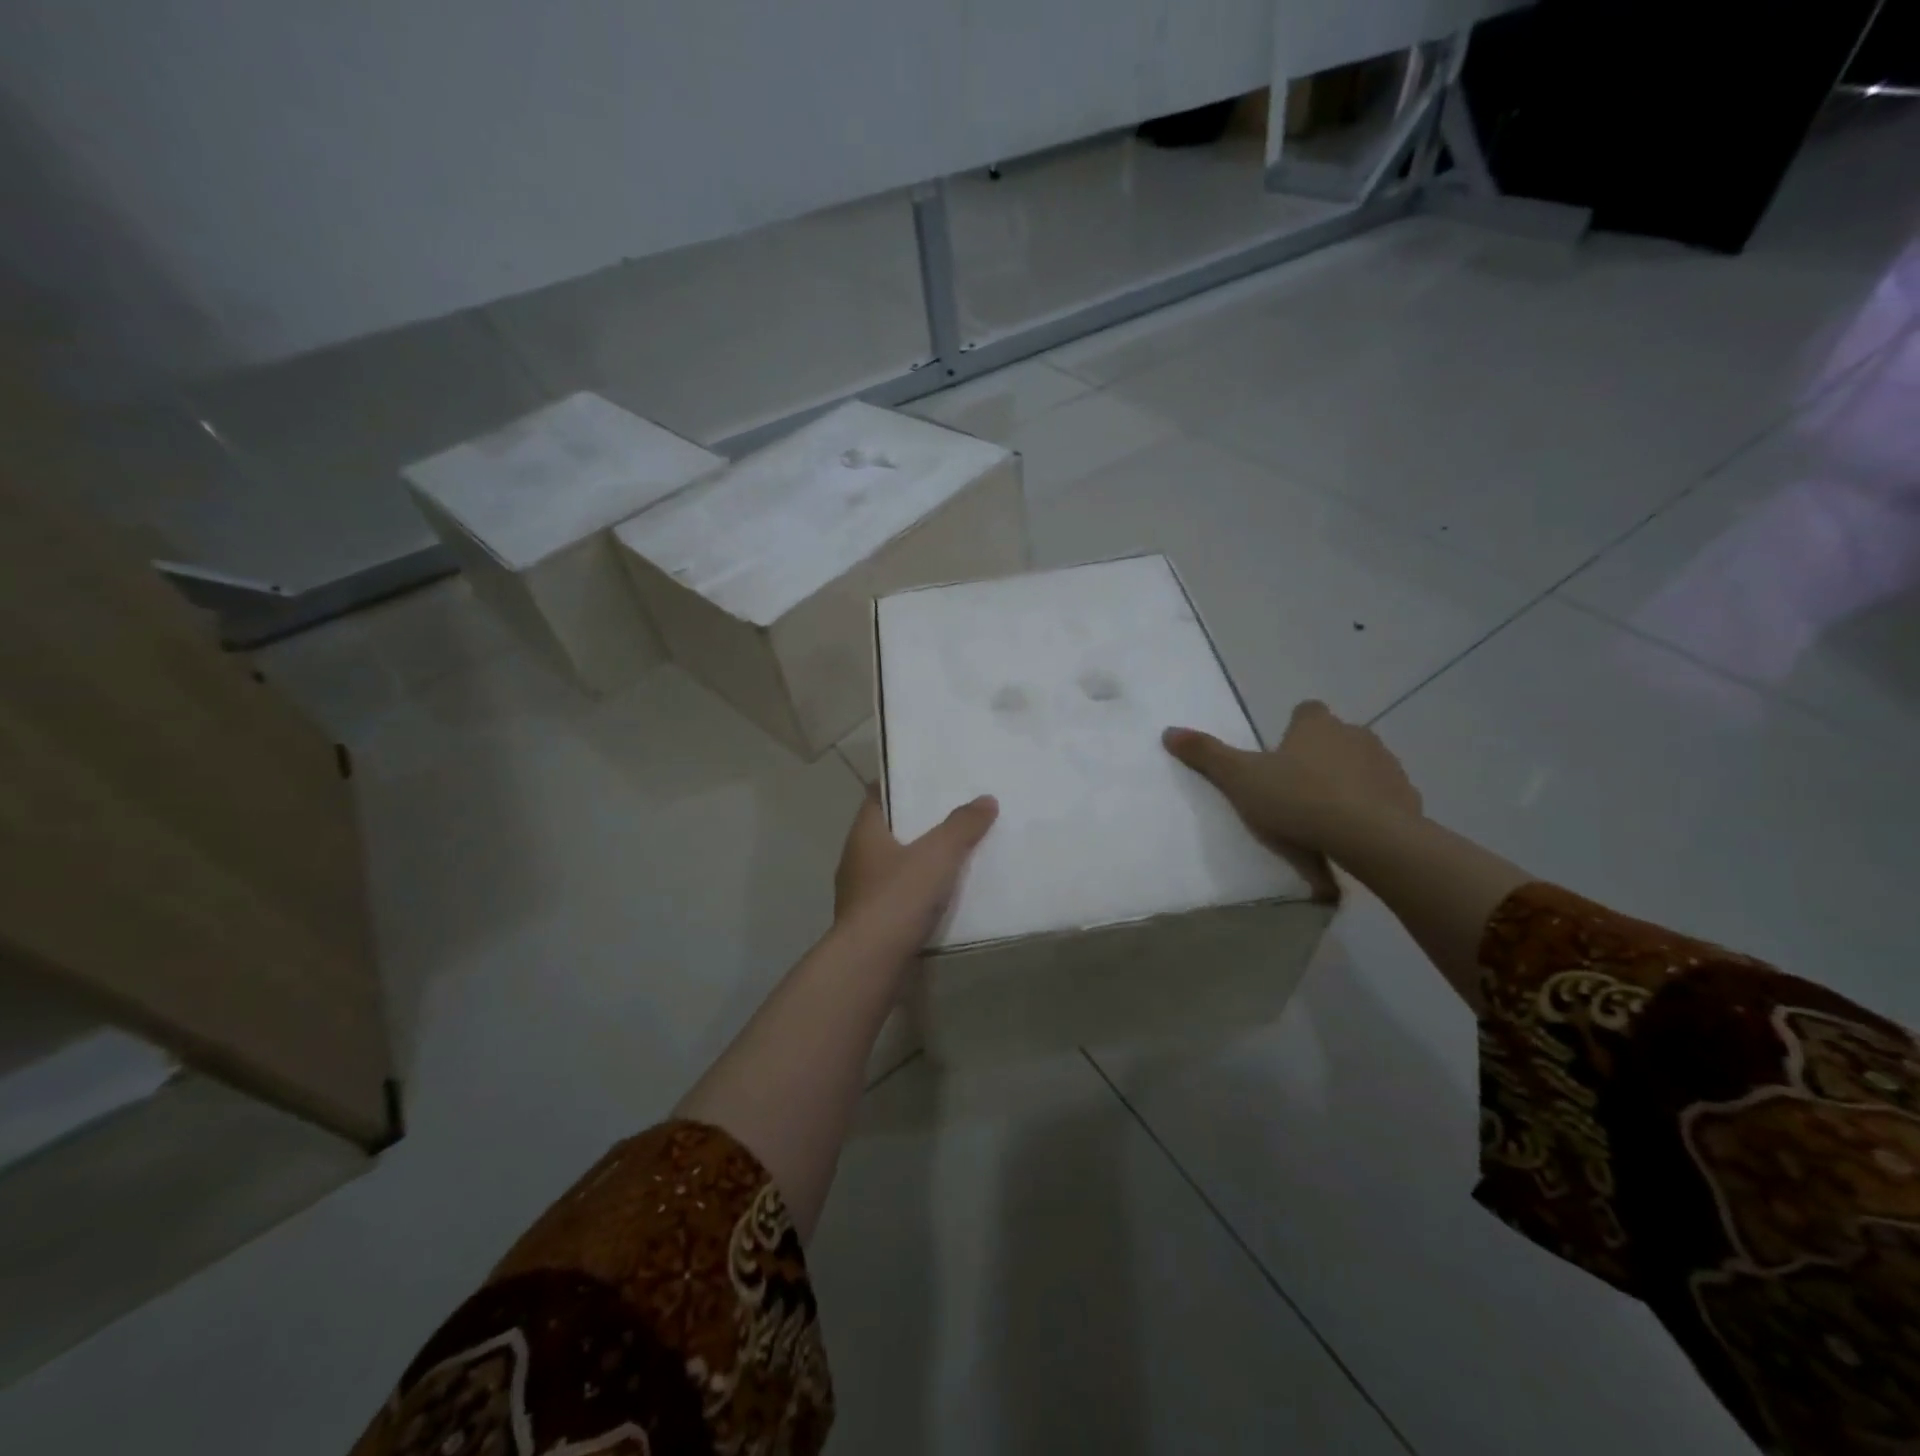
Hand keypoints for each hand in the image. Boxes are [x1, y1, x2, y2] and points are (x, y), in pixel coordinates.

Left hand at [833, 790, 998, 949]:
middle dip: (915, 824)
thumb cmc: (898, 897)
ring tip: (952, 856)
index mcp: (864, 834)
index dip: (899, 785)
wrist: (871, 962)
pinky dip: (915, 893)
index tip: (926, 780)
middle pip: (887, 832)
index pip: (876, 796)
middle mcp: (856, 859)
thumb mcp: (938, 854)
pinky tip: (941, 898)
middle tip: (951, 815)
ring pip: (891, 866)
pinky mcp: (869, 924)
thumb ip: (962, 825)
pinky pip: (896, 898)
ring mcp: (859, 894)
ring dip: (916, 861)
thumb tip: (986, 799)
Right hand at [1163, 701, 1421, 887]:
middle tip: (1297, 790)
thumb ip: (1206, 755)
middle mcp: (1356, 735)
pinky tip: (1354, 834)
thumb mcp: (1239, 778)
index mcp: (1315, 725)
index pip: (1306, 711)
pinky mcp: (1407, 797)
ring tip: (1326, 816)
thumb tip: (1168, 731)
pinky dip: (1371, 809)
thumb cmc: (1297, 799)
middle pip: (1336, 738)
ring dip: (1348, 782)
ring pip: (1363, 766)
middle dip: (1321, 757)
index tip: (1282, 754)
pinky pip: (1385, 797)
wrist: (1368, 837)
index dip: (1294, 729)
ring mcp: (1387, 765)